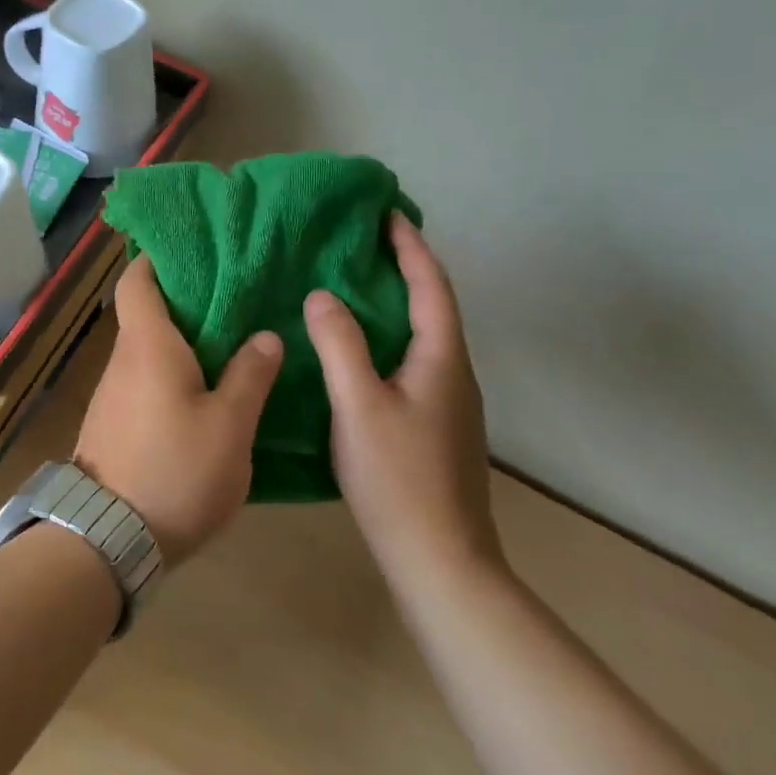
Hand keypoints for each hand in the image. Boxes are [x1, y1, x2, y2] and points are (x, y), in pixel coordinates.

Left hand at [77, 256, 283, 564]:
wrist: (108, 538)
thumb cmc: (175, 470)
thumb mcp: (229, 426)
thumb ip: (249, 376)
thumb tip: (265, 336)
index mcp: (147, 345)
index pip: (136, 281)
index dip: (156, 259)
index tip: (190, 250)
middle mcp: (122, 361)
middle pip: (145, 314)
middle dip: (183, 301)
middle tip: (233, 295)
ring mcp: (112, 395)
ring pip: (146, 351)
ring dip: (179, 341)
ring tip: (228, 340)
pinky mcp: (113, 425)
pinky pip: (143, 382)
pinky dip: (170, 374)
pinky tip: (203, 392)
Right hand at [304, 213, 503, 589]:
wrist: (440, 560)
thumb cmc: (399, 478)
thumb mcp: (359, 406)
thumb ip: (340, 346)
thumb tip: (322, 295)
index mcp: (442, 359)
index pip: (431, 286)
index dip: (410, 247)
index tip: (386, 214)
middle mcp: (454, 373)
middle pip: (434, 306)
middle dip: (405, 269)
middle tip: (364, 244)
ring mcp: (449, 403)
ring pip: (423, 336)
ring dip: (397, 303)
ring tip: (356, 286)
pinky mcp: (435, 426)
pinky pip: (414, 361)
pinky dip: (390, 337)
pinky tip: (360, 351)